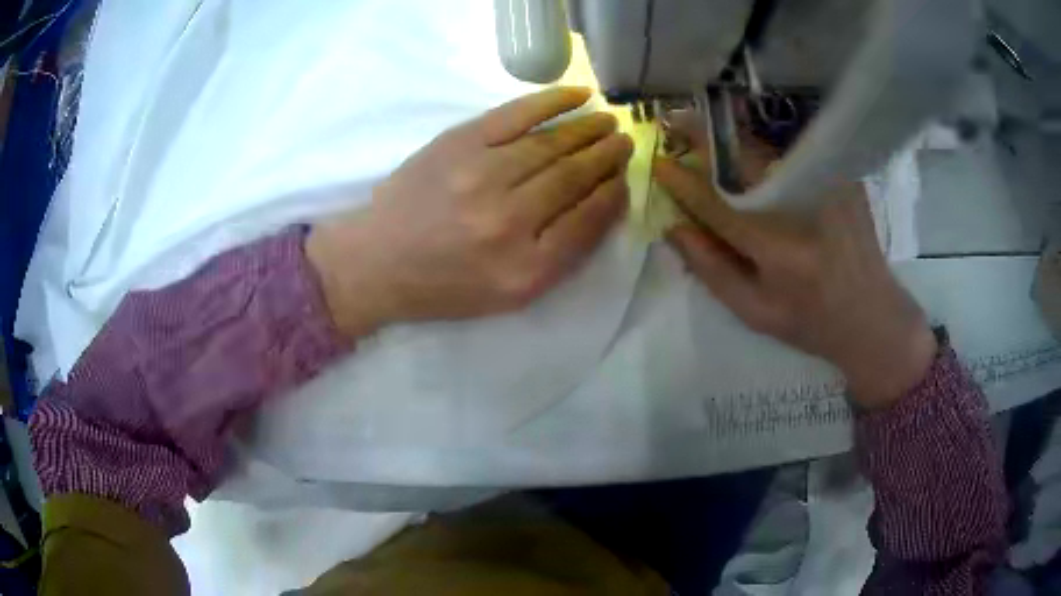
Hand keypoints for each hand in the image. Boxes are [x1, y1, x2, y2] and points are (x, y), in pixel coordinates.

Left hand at [306, 87, 632, 338]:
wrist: (377, 261)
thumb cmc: (444, 285)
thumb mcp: (508, 295)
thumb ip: (560, 256)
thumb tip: (603, 204)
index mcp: (525, 270)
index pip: (588, 222)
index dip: (613, 195)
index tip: (625, 180)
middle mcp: (508, 221)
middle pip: (573, 178)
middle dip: (607, 157)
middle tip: (625, 143)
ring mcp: (481, 176)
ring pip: (551, 144)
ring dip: (588, 130)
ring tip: (608, 123)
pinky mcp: (459, 143)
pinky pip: (516, 114)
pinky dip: (552, 101)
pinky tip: (580, 96)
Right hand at [654, 131, 936, 409]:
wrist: (873, 317)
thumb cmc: (811, 323)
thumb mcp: (755, 312)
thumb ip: (711, 271)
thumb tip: (673, 229)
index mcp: (778, 251)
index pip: (718, 205)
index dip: (684, 184)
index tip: (658, 164)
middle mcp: (803, 210)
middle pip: (744, 160)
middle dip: (705, 137)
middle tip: (675, 121)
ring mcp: (828, 189)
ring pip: (769, 149)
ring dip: (733, 136)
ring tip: (705, 128)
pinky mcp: (843, 179)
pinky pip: (796, 153)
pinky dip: (767, 144)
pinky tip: (751, 144)